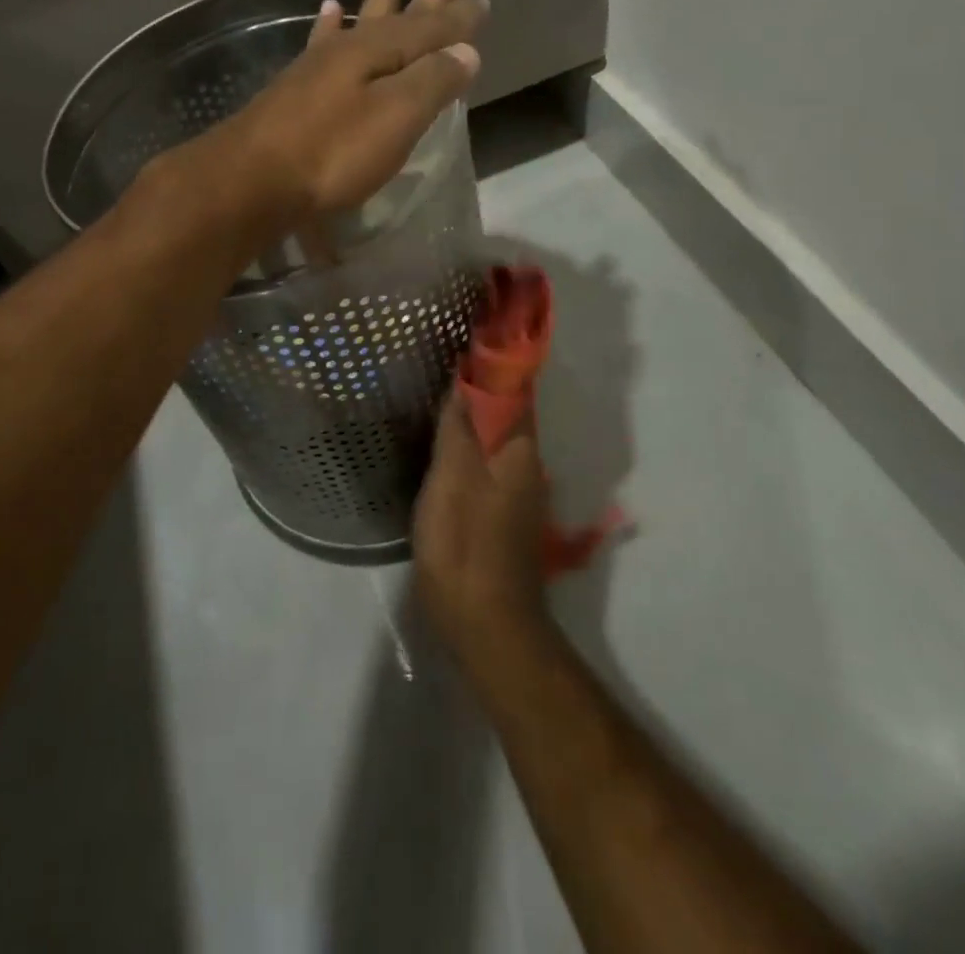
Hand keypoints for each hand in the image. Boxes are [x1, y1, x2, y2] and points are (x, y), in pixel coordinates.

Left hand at [200, 0, 486, 228]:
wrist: (251, 180)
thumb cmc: (331, 153)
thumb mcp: (395, 118)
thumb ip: (432, 82)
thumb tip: (466, 51)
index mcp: (378, 53)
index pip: (430, 29)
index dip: (459, 18)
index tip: (482, 0)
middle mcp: (348, 50)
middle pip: (397, 16)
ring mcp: (317, 67)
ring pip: (359, 21)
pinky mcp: (294, 89)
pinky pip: (320, 42)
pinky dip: (329, 25)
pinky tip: (327, 10)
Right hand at [414, 391, 554, 690]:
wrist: (487, 627)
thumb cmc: (466, 545)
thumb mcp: (453, 478)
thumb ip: (459, 427)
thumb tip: (464, 378)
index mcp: (521, 449)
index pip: (513, 388)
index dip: (492, 361)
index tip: (463, 336)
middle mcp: (529, 464)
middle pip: (507, 411)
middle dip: (480, 384)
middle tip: (439, 361)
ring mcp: (518, 492)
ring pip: (497, 437)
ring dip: (474, 413)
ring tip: (435, 392)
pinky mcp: (502, 514)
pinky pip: (488, 462)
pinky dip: (470, 442)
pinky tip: (443, 443)